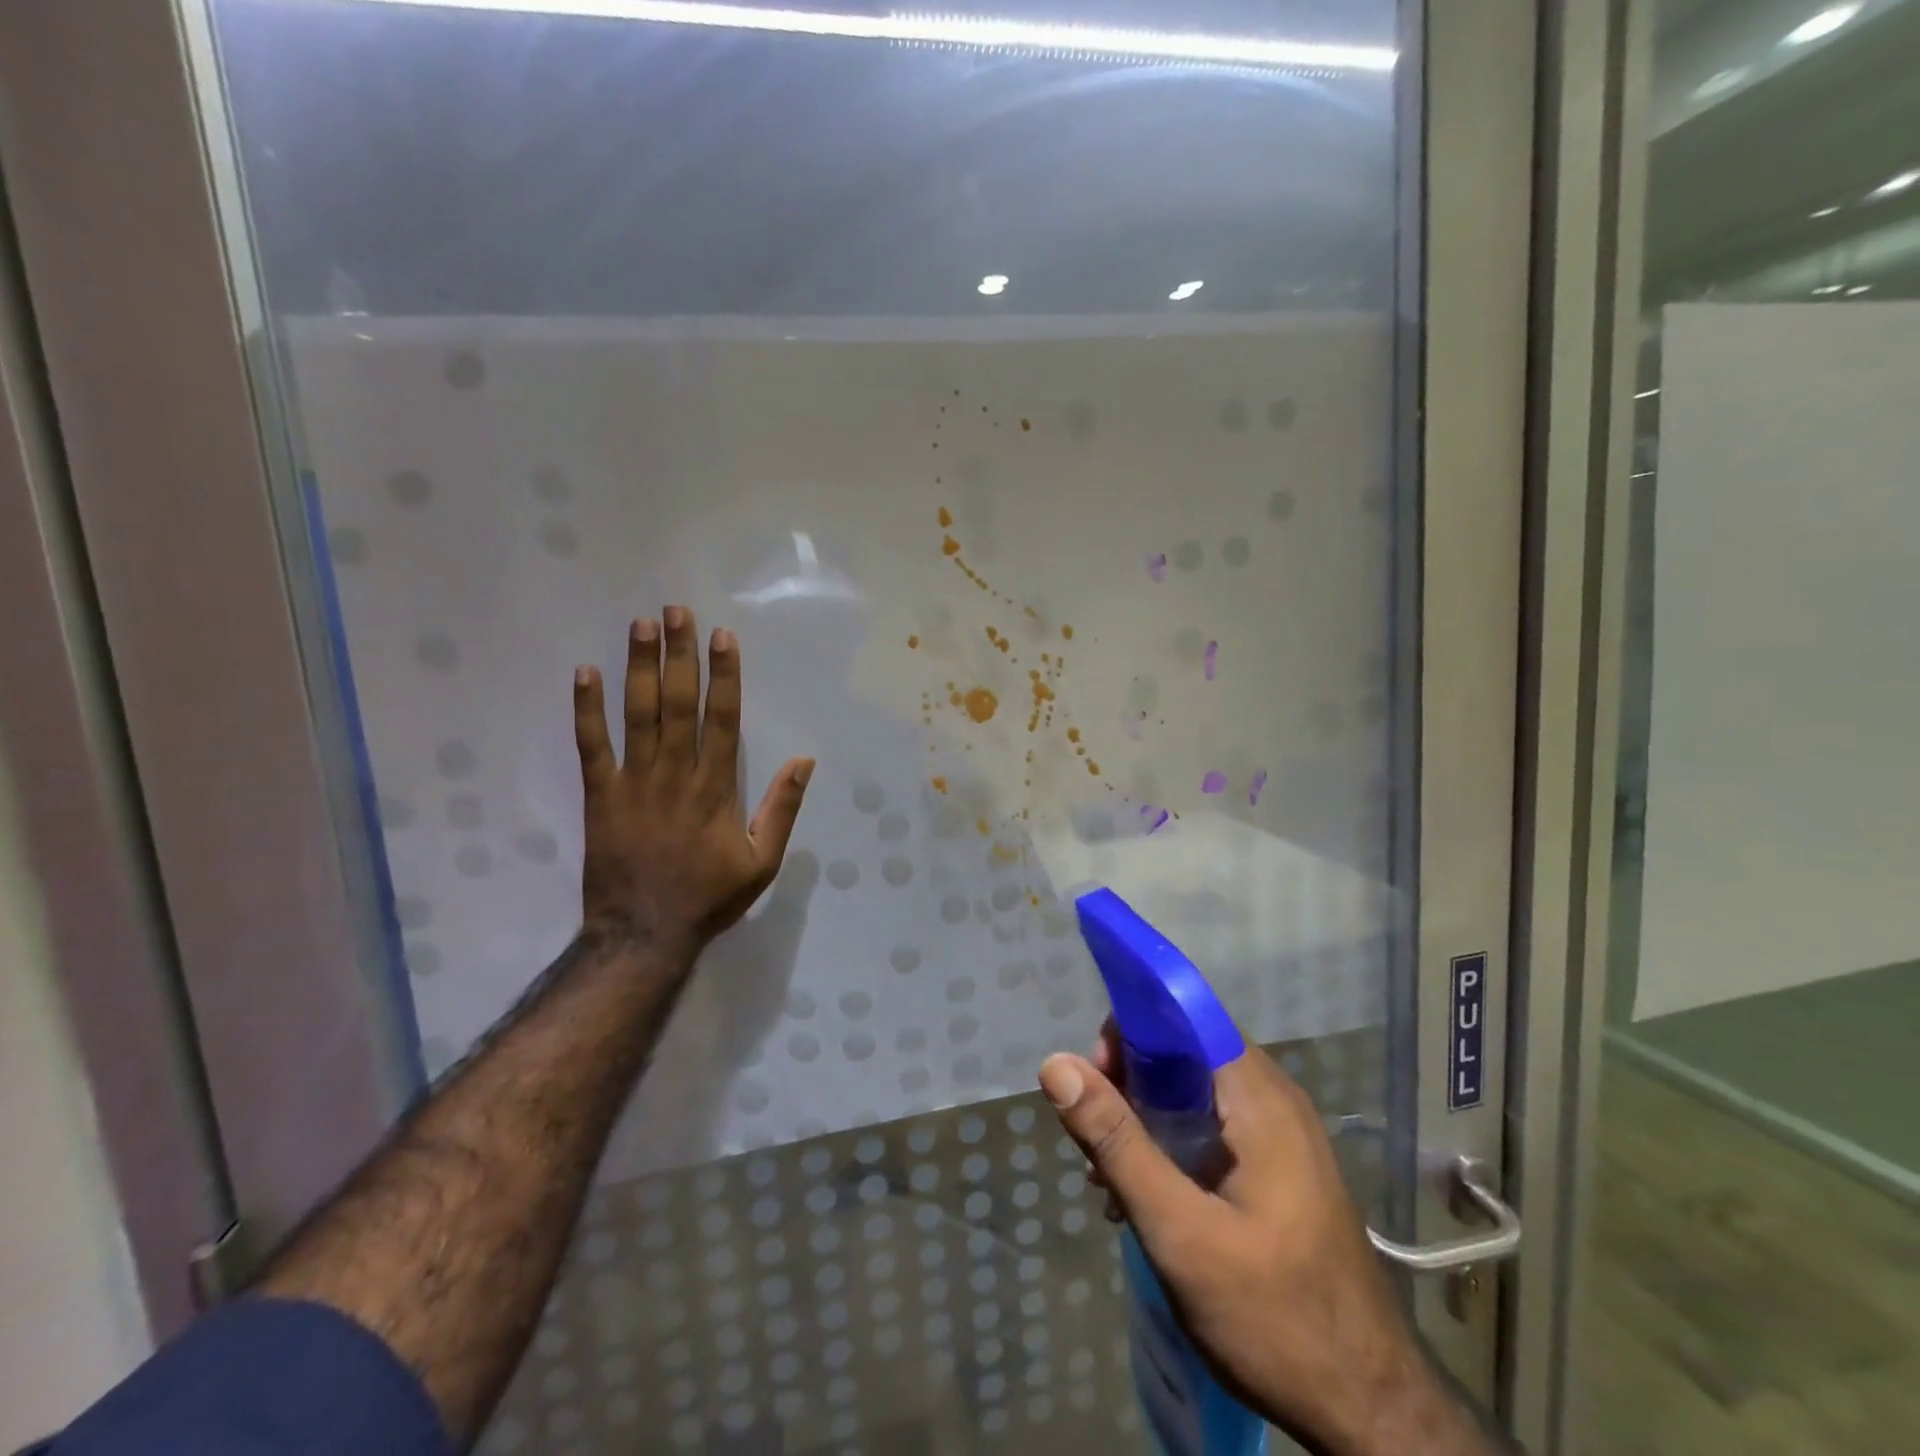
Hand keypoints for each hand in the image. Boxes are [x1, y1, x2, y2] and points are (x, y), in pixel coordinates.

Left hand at [572, 606, 812, 950]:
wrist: (643, 934)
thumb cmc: (709, 898)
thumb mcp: (763, 862)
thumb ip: (782, 808)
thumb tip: (805, 761)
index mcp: (716, 788)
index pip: (722, 718)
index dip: (724, 674)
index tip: (723, 637)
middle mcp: (676, 774)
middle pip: (679, 704)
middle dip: (679, 654)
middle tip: (676, 611)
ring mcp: (634, 782)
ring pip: (638, 715)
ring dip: (639, 668)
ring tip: (640, 625)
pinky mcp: (600, 796)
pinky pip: (592, 746)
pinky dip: (587, 710)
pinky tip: (584, 673)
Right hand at [1040, 1027, 1489, 1455]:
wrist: (1372, 1413)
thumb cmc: (1275, 1315)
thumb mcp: (1180, 1231)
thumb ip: (1116, 1142)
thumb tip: (1056, 1064)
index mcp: (1258, 1096)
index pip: (1185, 1015)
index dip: (1132, 1028)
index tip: (1093, 1073)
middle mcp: (1272, 1099)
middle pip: (1184, 1052)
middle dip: (1128, 1080)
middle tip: (1091, 1132)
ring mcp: (1280, 1135)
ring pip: (1193, 1092)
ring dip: (1142, 1117)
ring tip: (1104, 1172)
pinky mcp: (1277, 1168)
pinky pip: (1210, 1127)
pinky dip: (1168, 1143)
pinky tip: (1140, 1195)